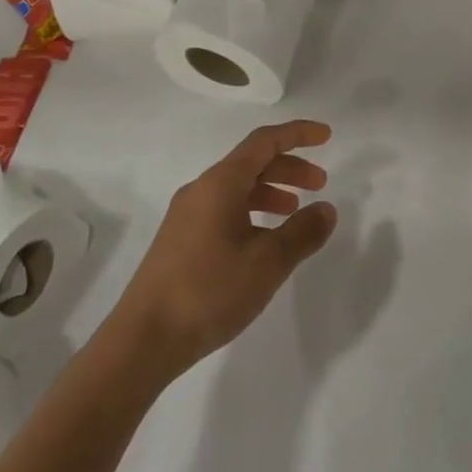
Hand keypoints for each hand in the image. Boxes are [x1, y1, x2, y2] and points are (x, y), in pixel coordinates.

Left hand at [105, 120, 336, 380]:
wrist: (144, 338)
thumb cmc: (209, 291)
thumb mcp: (267, 262)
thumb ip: (302, 232)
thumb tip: (326, 209)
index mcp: (221, 183)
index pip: (264, 141)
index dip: (297, 134)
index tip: (326, 136)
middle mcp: (201, 190)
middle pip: (251, 162)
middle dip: (288, 167)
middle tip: (319, 184)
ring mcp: (187, 215)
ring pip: (236, 188)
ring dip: (270, 191)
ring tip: (295, 212)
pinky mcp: (180, 240)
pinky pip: (223, 209)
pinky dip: (251, 211)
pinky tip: (263, 240)